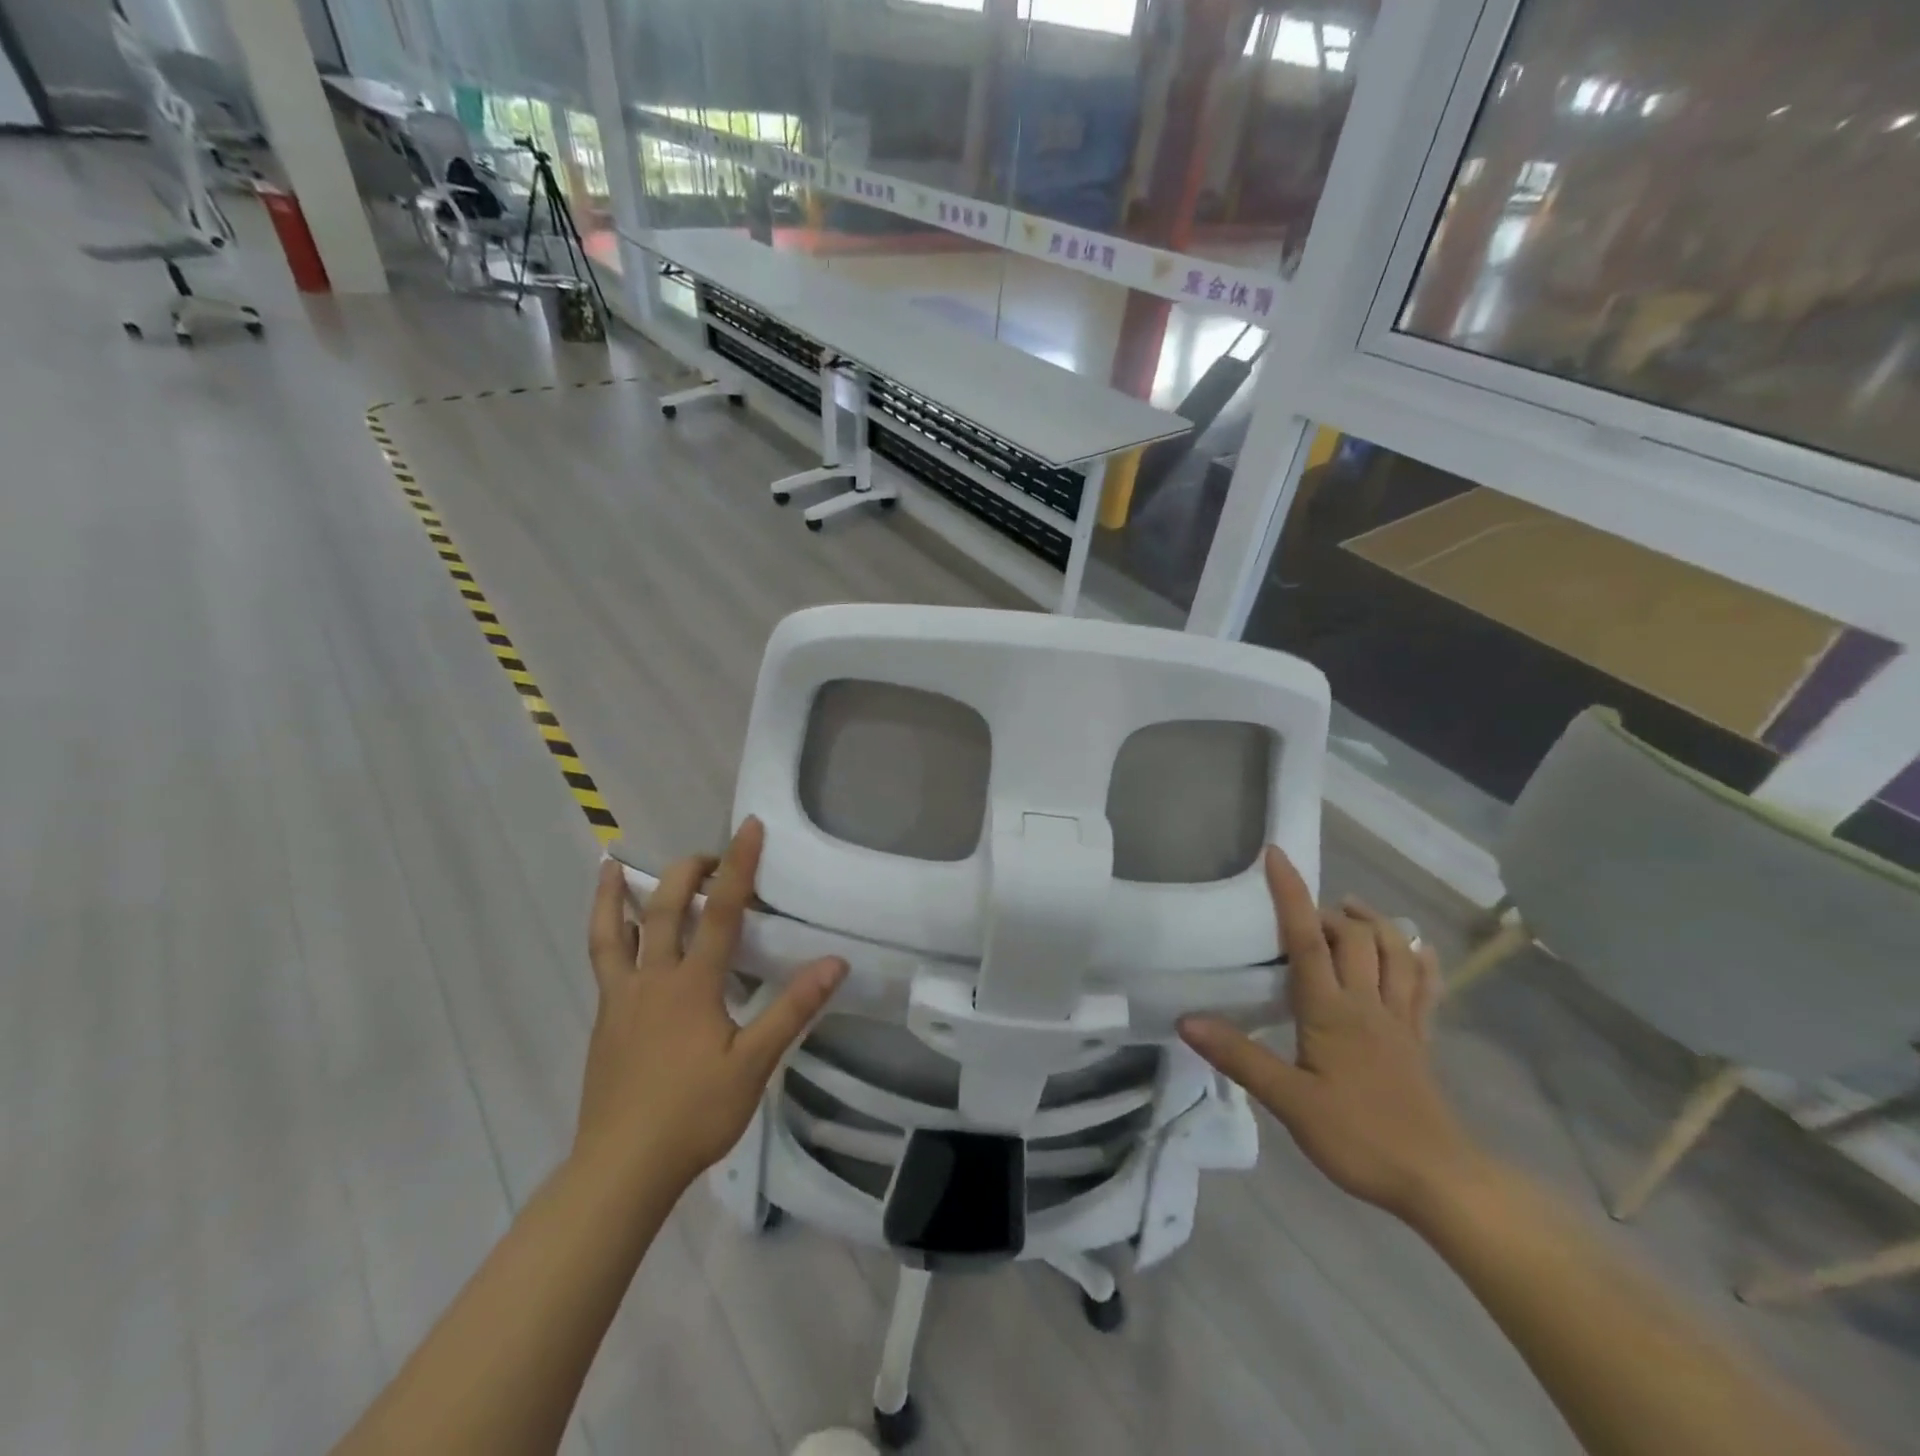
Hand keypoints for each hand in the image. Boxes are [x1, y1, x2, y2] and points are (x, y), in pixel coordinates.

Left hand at [580, 817, 847, 1187]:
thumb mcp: (754, 1063)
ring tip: (612, 864)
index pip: (722, 911)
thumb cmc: (693, 1114)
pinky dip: (606, 934)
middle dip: (687, 873)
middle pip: (666, 909)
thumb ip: (792, 1009)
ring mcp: (622, 999)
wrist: (621, 1168)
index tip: (749, 826)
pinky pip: (603, 964)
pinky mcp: (605, 1022)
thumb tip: (835, 963)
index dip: (738, 865)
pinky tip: (614, 937)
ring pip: (612, 933)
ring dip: (616, 895)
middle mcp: (652, 979)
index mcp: (692, 984)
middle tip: (709, 857)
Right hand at [1180, 848, 1488, 1222]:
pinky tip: (1412, 947)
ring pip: (1394, 950)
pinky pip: (1425, 985)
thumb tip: (1187, 1019)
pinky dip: (1418, 957)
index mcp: (1331, 1010)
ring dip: (1372, 922)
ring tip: (1350, 911)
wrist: (1439, 1181)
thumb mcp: (1289, 1101)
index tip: (1276, 855)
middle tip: (1302, 914)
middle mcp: (1368, 1002)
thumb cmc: (1358, 1137)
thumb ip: (1239, 1056)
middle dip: (1328, 911)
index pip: (1306, 938)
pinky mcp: (1420, 1039)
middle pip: (1354, 935)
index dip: (1291, 893)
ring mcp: (1400, 1019)